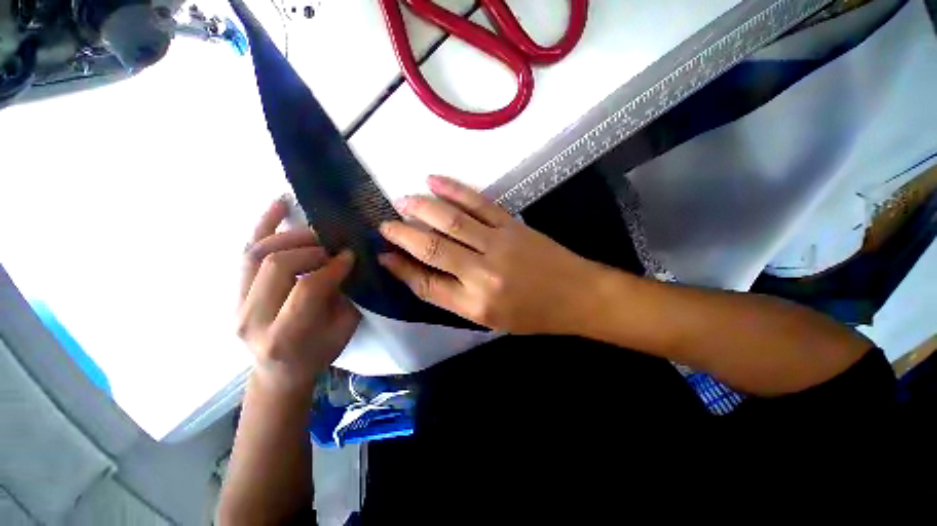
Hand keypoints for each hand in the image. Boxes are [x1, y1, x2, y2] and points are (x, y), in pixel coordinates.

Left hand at [237, 199, 360, 392]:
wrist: (279, 371)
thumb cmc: (318, 353)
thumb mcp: (343, 329)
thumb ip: (345, 295)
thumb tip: (346, 260)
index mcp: (285, 336)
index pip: (307, 288)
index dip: (332, 267)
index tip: (350, 256)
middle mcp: (252, 319)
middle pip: (277, 265)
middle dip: (312, 249)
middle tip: (333, 247)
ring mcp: (235, 304)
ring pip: (256, 253)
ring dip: (291, 236)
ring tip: (316, 232)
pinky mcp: (232, 293)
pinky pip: (245, 252)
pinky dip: (263, 225)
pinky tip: (280, 203)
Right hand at [378, 176, 602, 334]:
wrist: (577, 295)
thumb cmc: (532, 314)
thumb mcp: (489, 318)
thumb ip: (454, 296)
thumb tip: (421, 273)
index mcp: (475, 305)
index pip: (426, 285)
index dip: (402, 269)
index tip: (385, 255)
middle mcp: (482, 275)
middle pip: (433, 249)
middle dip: (403, 235)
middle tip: (385, 223)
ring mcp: (498, 244)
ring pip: (450, 221)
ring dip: (421, 208)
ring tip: (401, 200)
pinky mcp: (511, 225)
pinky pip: (478, 203)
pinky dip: (453, 190)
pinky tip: (433, 181)